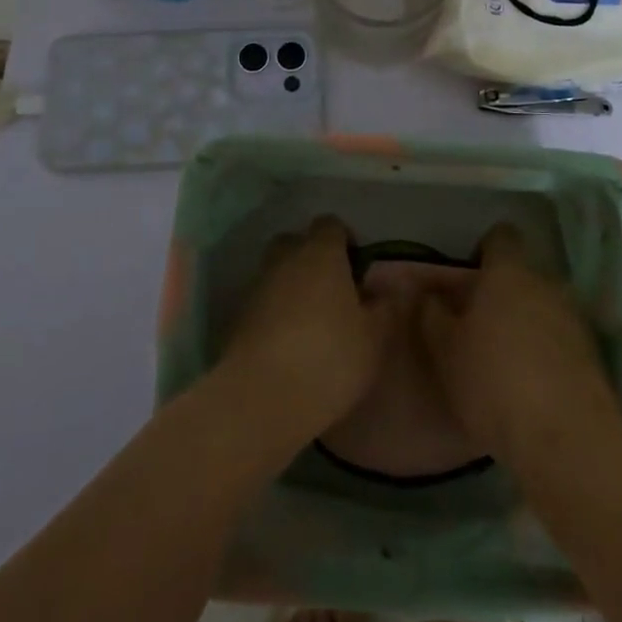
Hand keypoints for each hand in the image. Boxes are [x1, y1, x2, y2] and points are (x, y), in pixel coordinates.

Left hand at [218, 216, 402, 445]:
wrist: (260, 398)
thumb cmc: (328, 358)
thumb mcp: (373, 338)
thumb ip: (383, 308)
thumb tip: (383, 290)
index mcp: (320, 252)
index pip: (330, 224)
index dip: (345, 241)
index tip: (357, 270)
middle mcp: (285, 258)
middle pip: (297, 242)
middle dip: (313, 258)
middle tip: (333, 293)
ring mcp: (257, 286)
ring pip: (277, 271)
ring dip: (292, 286)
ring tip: (312, 322)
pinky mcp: (237, 316)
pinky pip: (263, 301)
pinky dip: (275, 312)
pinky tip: (289, 343)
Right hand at [418, 224, 621, 468]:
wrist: (567, 440)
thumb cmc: (494, 382)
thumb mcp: (445, 351)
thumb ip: (432, 315)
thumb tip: (428, 294)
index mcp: (508, 273)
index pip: (501, 237)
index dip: (484, 251)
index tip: (468, 278)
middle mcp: (546, 285)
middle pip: (522, 276)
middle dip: (503, 295)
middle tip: (478, 326)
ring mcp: (575, 320)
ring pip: (543, 309)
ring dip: (526, 325)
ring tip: (504, 362)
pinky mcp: (593, 357)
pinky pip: (561, 342)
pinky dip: (546, 355)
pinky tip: (530, 388)